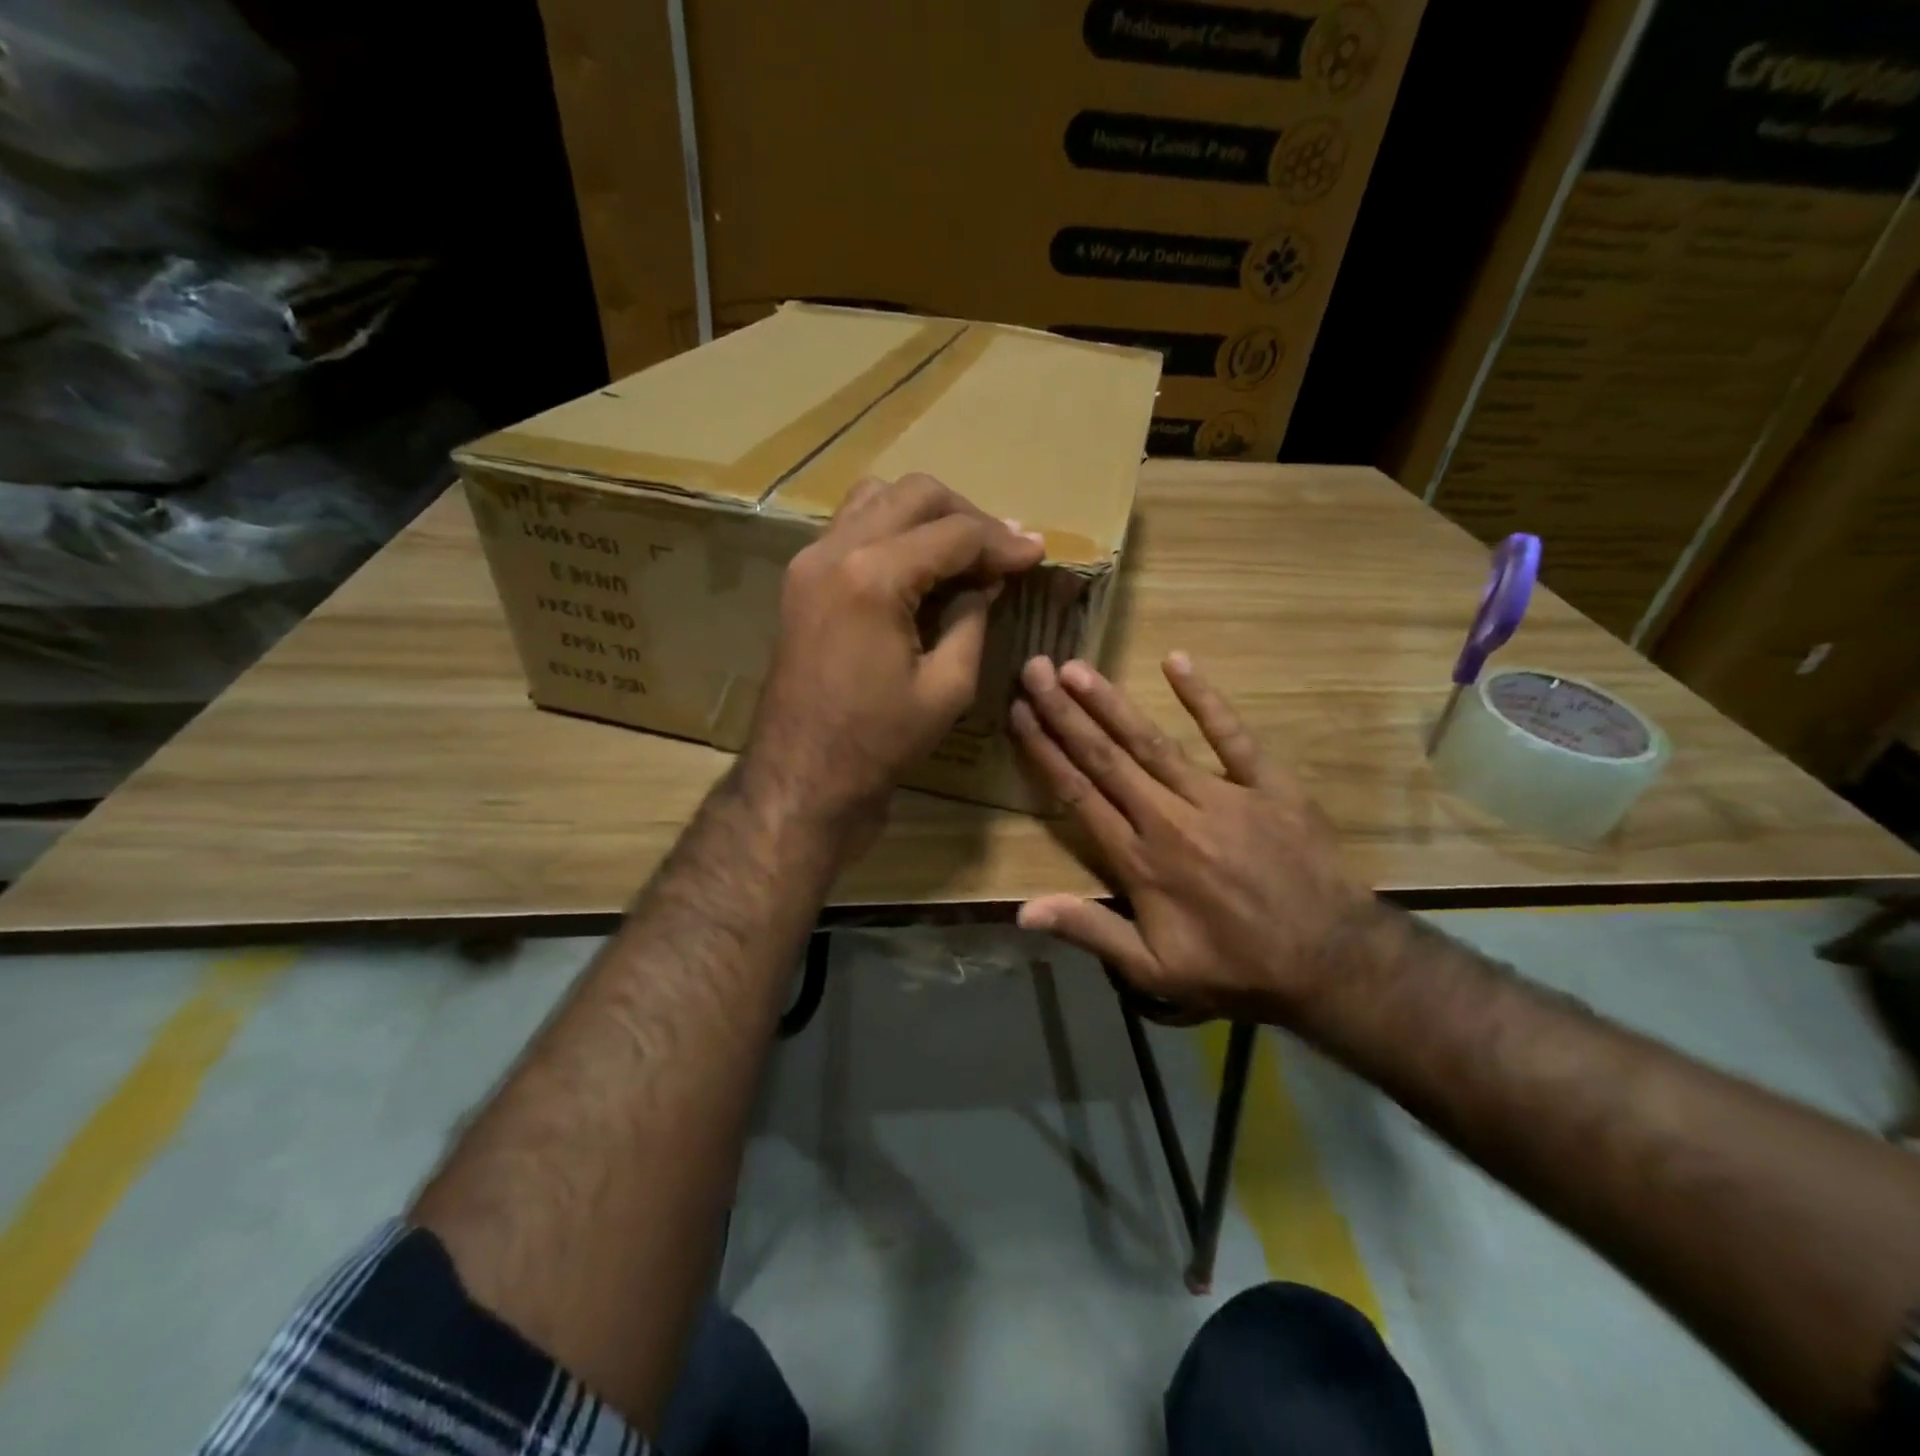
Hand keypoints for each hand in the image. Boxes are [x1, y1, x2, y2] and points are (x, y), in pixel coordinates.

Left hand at [745, 473, 1044, 839]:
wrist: (804, 773)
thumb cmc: (880, 741)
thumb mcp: (948, 686)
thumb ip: (972, 619)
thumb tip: (987, 580)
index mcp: (874, 577)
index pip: (954, 534)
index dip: (1002, 541)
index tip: (1037, 552)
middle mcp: (835, 550)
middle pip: (914, 495)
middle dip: (967, 515)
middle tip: (1001, 551)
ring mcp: (810, 560)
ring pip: (877, 498)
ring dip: (926, 515)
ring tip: (962, 551)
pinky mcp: (801, 578)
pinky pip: (852, 526)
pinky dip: (892, 529)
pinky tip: (919, 563)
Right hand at [1009, 652, 1379, 1023]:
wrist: (1332, 963)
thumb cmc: (1235, 970)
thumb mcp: (1155, 970)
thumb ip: (1090, 931)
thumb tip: (1022, 911)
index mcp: (1140, 860)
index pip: (1079, 794)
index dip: (1045, 752)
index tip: (1019, 714)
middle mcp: (1170, 818)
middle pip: (1107, 757)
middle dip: (1065, 712)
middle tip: (1034, 669)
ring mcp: (1220, 796)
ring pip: (1152, 741)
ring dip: (1111, 703)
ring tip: (1077, 667)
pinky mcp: (1267, 785)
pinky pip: (1232, 735)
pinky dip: (1204, 698)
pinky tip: (1176, 661)